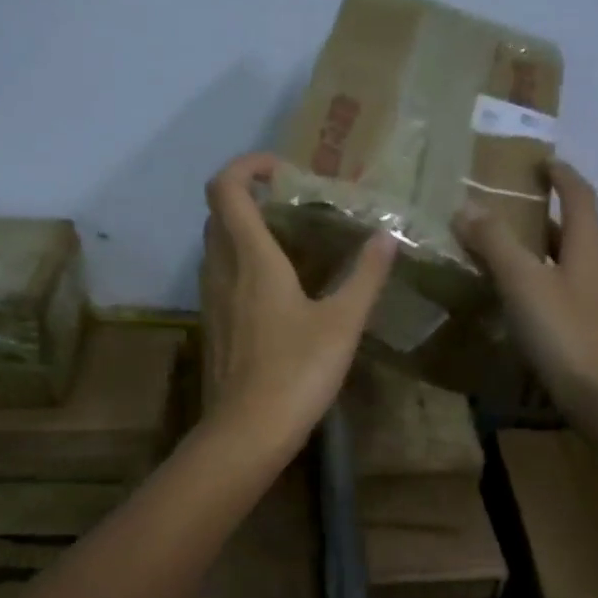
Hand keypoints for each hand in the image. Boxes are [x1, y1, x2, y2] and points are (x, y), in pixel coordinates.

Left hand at [200, 152, 397, 454]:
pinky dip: (241, 261)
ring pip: (216, 244)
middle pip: (218, 212)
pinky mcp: (212, 324)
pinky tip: (278, 288)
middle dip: (249, 195)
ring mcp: (211, 298)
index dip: (248, 166)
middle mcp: (221, 269)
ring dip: (244, 229)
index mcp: (251, 258)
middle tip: (293, 204)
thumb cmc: (297, 372)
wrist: (248, 431)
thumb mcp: (343, 322)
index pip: (226, 188)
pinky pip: (220, 274)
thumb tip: (386, 237)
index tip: (284, 171)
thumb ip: (365, 276)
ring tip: (291, 242)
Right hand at [454, 160, 597, 412]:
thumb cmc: (565, 332)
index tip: (540, 163)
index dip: (561, 175)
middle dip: (546, 217)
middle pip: (577, 230)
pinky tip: (526, 304)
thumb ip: (495, 244)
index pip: (580, 195)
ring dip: (545, 253)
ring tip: (509, 258)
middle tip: (510, 213)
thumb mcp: (522, 283)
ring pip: (573, 263)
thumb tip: (466, 208)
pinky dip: (548, 284)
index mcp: (591, 245)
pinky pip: (571, 292)